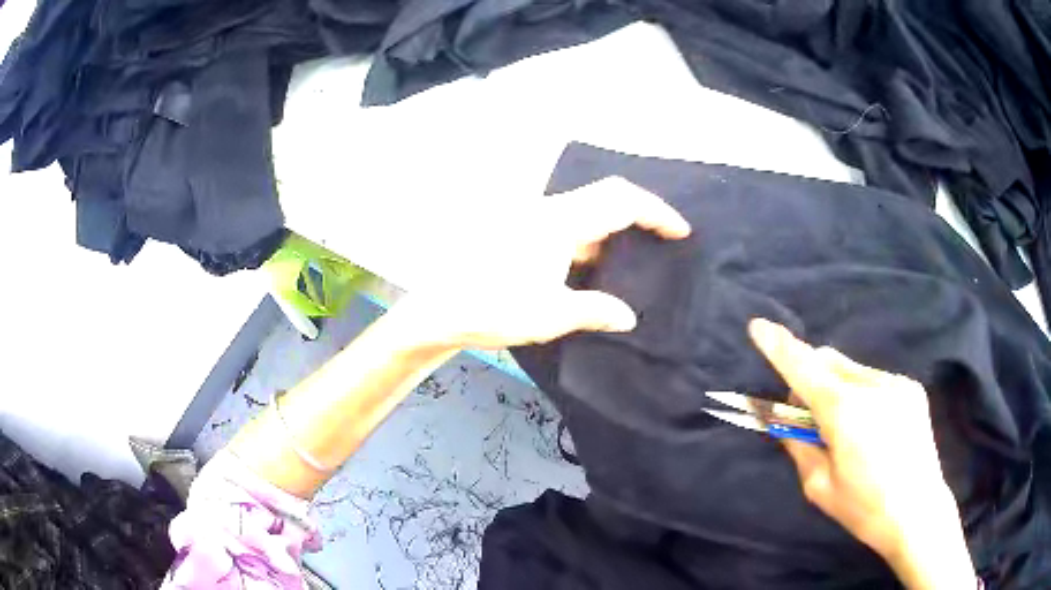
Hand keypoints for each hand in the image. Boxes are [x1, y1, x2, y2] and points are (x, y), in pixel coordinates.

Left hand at [402, 177, 690, 349]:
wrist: (437, 310)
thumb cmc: (492, 308)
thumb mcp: (550, 314)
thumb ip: (594, 310)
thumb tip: (628, 317)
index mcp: (558, 222)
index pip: (620, 200)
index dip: (655, 211)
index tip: (680, 231)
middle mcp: (546, 211)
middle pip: (605, 198)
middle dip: (639, 215)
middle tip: (662, 241)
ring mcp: (531, 221)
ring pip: (586, 214)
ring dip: (613, 231)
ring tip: (636, 259)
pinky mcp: (521, 234)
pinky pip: (568, 228)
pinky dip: (590, 243)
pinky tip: (597, 268)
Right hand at [748, 319, 976, 589]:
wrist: (918, 513)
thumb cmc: (864, 508)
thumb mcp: (819, 487)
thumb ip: (799, 446)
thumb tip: (785, 422)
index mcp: (846, 412)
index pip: (804, 368)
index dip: (779, 346)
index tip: (758, 326)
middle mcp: (872, 386)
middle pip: (828, 361)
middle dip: (810, 377)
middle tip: (808, 417)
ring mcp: (896, 384)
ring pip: (851, 370)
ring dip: (837, 387)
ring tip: (847, 429)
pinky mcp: (911, 389)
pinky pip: (873, 380)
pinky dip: (860, 394)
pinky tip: (872, 430)